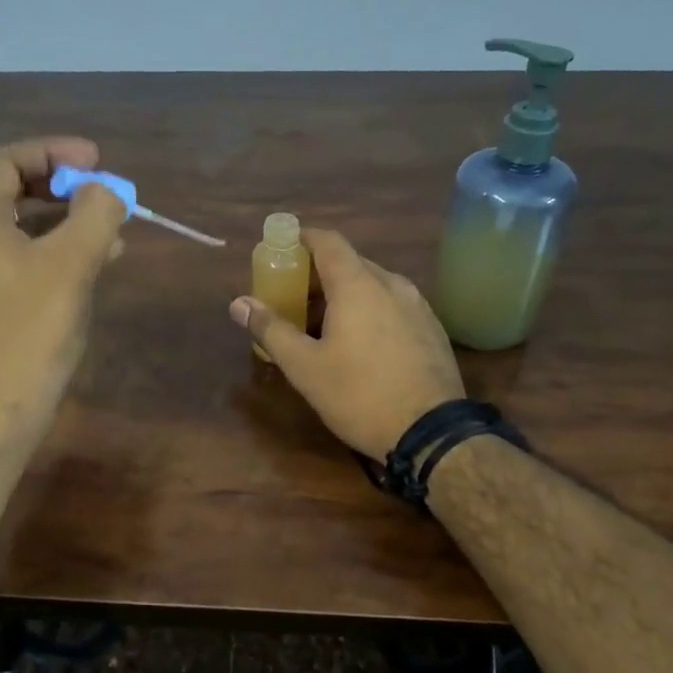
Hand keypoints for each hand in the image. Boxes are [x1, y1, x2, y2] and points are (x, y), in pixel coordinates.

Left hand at [0, 136, 126, 424]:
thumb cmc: (32, 327)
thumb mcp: (72, 262)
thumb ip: (94, 214)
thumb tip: (106, 192)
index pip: (5, 159)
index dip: (51, 151)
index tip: (94, 159)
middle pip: (8, 186)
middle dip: (56, 180)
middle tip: (94, 186)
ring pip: (21, 221)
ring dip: (63, 214)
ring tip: (109, 224)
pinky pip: (26, 253)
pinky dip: (59, 245)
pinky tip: (98, 259)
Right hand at [229, 229, 463, 459]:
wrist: (432, 433)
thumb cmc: (360, 395)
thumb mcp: (305, 367)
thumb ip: (271, 329)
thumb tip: (239, 303)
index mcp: (358, 285)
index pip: (328, 241)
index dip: (301, 239)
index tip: (280, 250)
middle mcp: (392, 284)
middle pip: (349, 263)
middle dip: (317, 275)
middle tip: (292, 299)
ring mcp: (418, 305)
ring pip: (373, 285)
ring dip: (344, 295)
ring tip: (322, 326)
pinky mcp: (432, 329)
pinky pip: (393, 305)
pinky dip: (369, 310)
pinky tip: (360, 344)